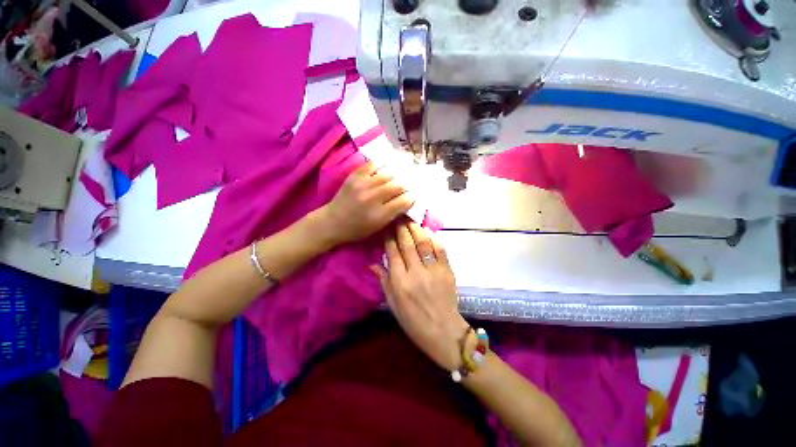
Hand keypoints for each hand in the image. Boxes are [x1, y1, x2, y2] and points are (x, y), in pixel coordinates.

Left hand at [320, 162, 413, 245]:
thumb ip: (393, 215)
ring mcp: (362, 185)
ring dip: (395, 176)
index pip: (403, 201)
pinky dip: (379, 166)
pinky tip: (382, 170)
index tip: (413, 197)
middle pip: (398, 186)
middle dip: (405, 186)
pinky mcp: (354, 177)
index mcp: (379, 215)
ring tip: (397, 178)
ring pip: (387, 174)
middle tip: (407, 186)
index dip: (411, 198)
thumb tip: (406, 201)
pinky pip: (371, 165)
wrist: (332, 222)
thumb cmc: (356, 230)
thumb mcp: (377, 228)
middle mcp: (373, 198)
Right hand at [372, 222, 468, 370]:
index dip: (389, 237)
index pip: (392, 252)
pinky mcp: (447, 271)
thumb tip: (373, 263)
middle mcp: (415, 273)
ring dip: (416, 229)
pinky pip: (440, 250)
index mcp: (399, 282)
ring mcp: (433, 270)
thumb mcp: (393, 304)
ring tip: (410, 219)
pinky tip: (427, 233)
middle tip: (398, 216)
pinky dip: (433, 239)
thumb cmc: (413, 321)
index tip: (387, 226)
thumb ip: (384, 280)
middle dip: (401, 227)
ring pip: (423, 243)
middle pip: (407, 243)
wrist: (443, 331)